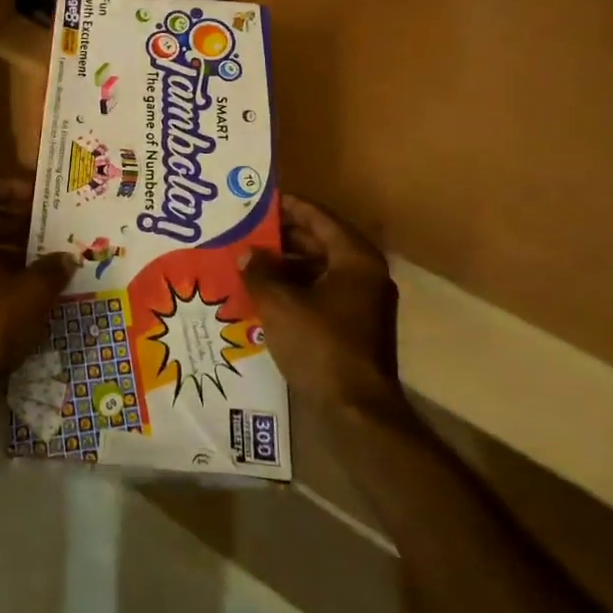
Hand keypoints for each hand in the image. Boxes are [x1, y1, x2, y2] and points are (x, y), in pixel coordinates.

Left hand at [0, 179, 78, 392]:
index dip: (13, 189)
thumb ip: (51, 270)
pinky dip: (4, 273)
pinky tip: (34, 290)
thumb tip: (69, 256)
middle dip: (20, 221)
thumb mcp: (29, 295)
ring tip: (51, 258)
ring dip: (15, 248)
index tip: (42, 199)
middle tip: (54, 228)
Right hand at [243, 196, 405, 415]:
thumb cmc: (320, 346)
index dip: (288, 206)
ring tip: (251, 262)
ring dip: (287, 264)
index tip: (259, 201)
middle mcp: (366, 274)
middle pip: (321, 241)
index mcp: (355, 258)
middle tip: (248, 231)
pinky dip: (297, 288)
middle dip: (283, 237)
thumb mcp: (279, 304)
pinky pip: (322, 292)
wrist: (358, 412)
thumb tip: (247, 254)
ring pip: (320, 269)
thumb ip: (259, 271)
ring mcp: (364, 302)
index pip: (318, 217)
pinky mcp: (356, 327)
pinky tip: (267, 294)